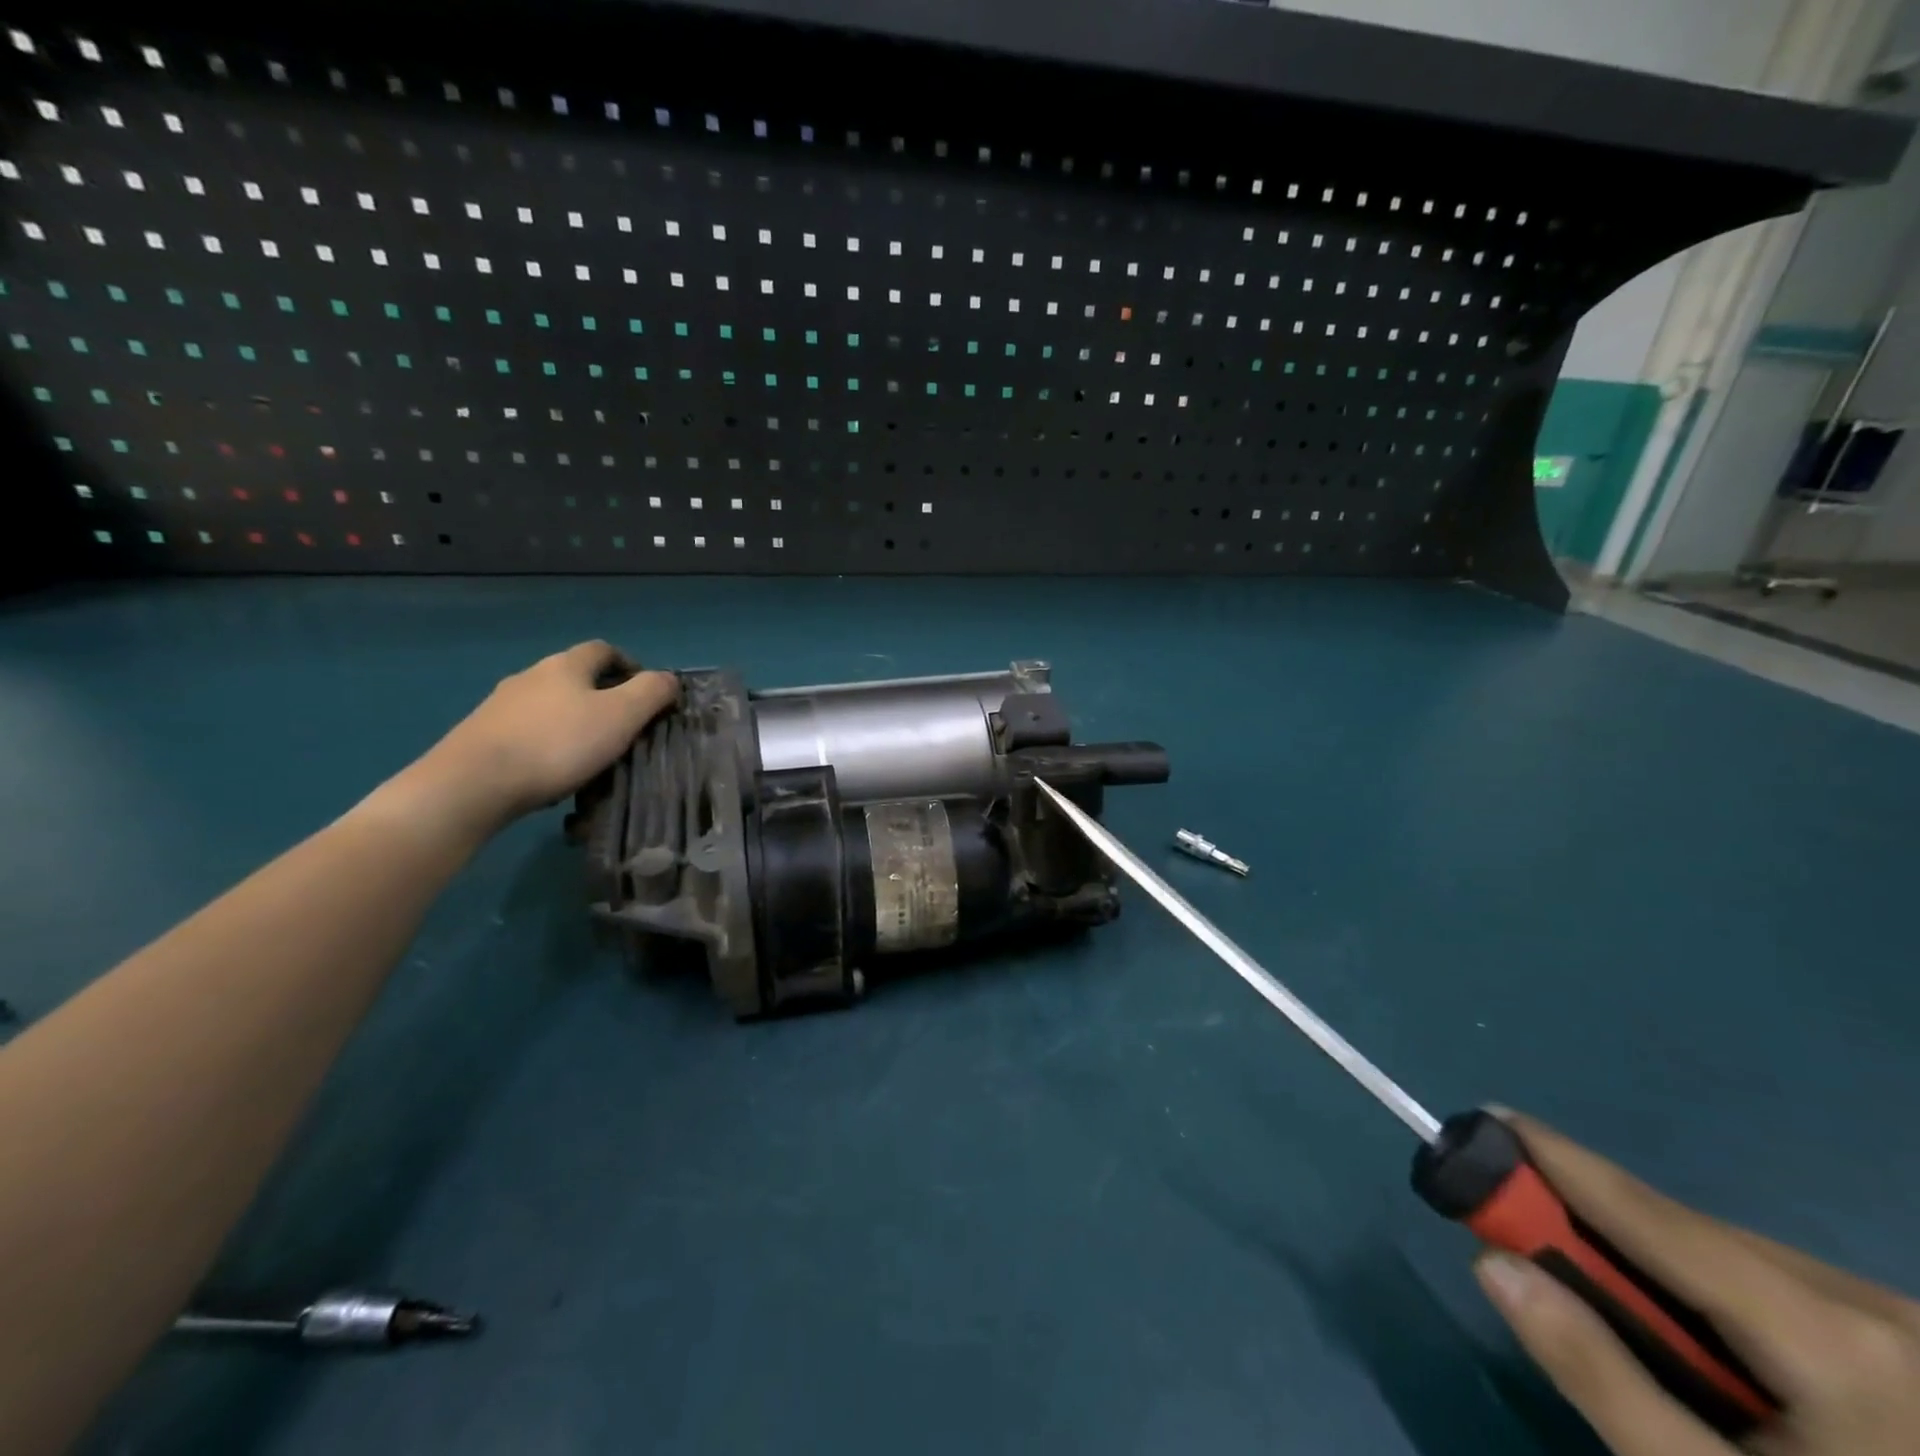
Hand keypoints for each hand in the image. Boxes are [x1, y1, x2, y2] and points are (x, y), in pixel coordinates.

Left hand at [385, 641, 678, 839]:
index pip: (603, 650)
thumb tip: (669, 678)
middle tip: (623, 726)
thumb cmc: (558, 744)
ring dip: (572, 720)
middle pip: (573, 676)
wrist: (472, 783)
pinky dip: (546, 742)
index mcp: (565, 665)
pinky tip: (554, 770)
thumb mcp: (621, 716)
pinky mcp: (481, 736)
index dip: (629, 665)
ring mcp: (500, 706)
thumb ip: (652, 693)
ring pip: (548, 705)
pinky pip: (526, 731)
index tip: (646, 692)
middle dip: (601, 695)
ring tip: (590, 752)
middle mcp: (530, 676)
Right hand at [1475, 1111, 1919, 1455]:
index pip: (1656, 1218)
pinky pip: (1782, 1288)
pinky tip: (1708, 1347)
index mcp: (1837, 1344)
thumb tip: (1492, 1263)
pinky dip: (1717, 1295)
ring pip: (1738, 1259)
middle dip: (1606, 1232)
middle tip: (1526, 1234)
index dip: (1561, 1161)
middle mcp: (1883, 1311)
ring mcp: (1911, 1329)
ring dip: (1661, 1268)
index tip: (1487, 1116)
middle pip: (1696, 1237)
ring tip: (1624, 1315)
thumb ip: (1598, 1375)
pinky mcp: (1915, 1350)